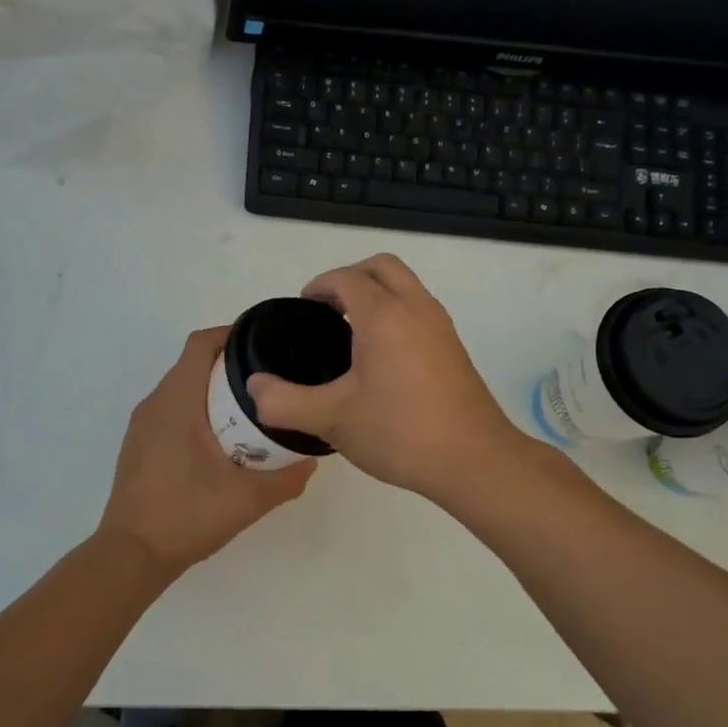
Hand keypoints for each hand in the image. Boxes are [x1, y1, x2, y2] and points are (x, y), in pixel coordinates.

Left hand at [98, 326, 315, 577]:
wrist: (132, 555)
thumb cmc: (187, 516)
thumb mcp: (248, 499)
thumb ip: (286, 478)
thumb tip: (311, 460)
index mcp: (177, 402)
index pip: (201, 344)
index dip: (232, 334)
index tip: (265, 344)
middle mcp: (155, 404)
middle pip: (194, 363)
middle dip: (231, 364)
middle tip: (270, 380)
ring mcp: (143, 424)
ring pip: (182, 387)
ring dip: (214, 389)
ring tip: (251, 407)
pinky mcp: (139, 444)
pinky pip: (172, 409)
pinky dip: (198, 409)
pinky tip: (221, 438)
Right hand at [246, 254, 519, 501]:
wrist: (473, 460)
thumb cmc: (400, 432)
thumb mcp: (331, 419)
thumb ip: (284, 402)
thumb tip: (254, 388)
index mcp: (384, 315)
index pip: (347, 278)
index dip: (319, 286)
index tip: (303, 310)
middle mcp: (416, 308)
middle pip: (381, 266)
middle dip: (350, 278)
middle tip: (326, 311)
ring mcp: (440, 326)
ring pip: (405, 285)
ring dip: (376, 293)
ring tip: (350, 333)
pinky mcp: (453, 347)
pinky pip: (419, 308)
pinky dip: (396, 312)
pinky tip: (381, 358)